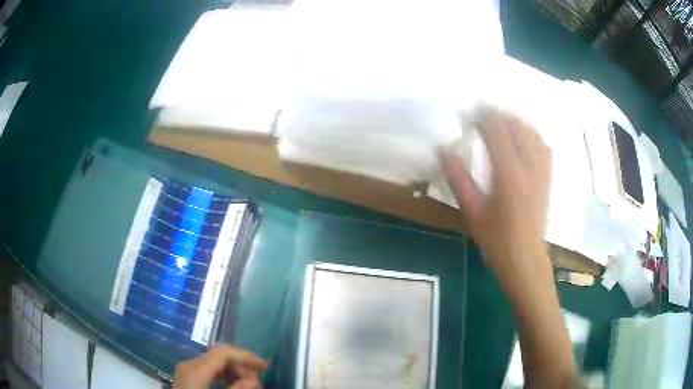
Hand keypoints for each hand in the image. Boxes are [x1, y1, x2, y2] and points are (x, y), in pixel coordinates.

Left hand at [172, 345, 267, 388]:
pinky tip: (232, 384)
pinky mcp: (187, 376)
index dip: (245, 356)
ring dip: (233, 370)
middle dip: (240, 365)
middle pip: (218, 355)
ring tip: (247, 383)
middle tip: (257, 381)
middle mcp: (189, 364)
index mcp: (195, 370)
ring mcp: (186, 369)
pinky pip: (207, 369)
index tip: (264, 366)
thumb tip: (254, 379)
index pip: (222, 352)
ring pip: (213, 361)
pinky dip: (223, 374)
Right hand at [439, 107, 552, 283]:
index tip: (468, 114)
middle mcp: (529, 166)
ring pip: (531, 131)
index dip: (481, 117)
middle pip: (515, 125)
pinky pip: (543, 144)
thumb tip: (442, 150)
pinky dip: (530, 133)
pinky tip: (521, 136)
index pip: (496, 131)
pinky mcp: (548, 176)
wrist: (525, 258)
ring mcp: (542, 170)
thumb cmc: (496, 239)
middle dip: (497, 114)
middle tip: (480, 115)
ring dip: (514, 120)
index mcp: (508, 174)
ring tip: (499, 121)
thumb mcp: (472, 211)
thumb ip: (457, 178)